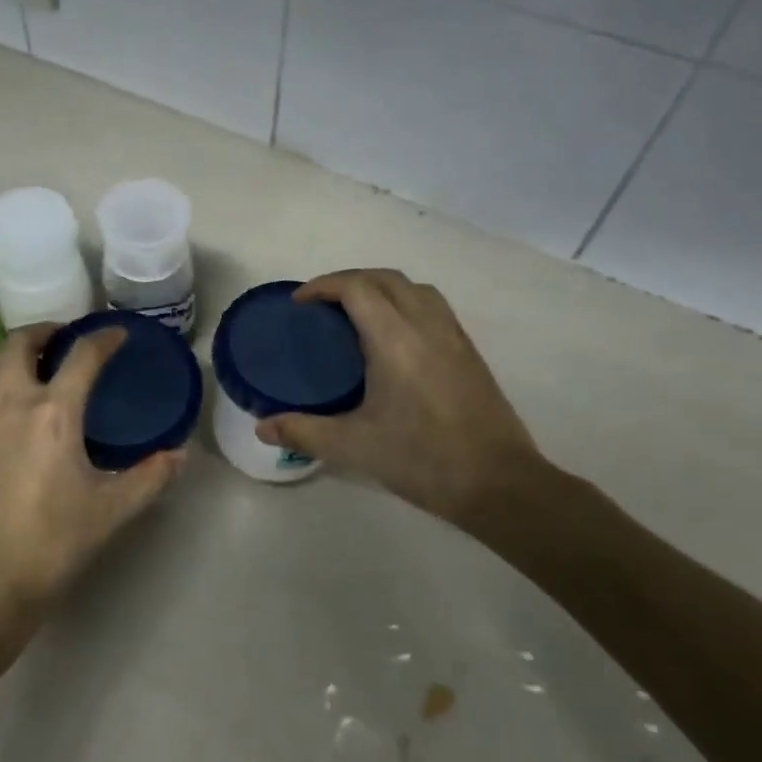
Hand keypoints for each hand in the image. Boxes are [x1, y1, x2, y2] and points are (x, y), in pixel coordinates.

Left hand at [0, 323, 184, 625]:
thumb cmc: (53, 544)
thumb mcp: (112, 510)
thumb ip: (151, 476)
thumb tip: (181, 454)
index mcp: (54, 412)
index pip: (83, 355)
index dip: (105, 338)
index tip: (118, 334)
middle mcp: (10, 401)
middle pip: (21, 342)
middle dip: (46, 332)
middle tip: (65, 341)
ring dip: (15, 355)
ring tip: (34, 368)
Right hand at [256, 270, 549, 526]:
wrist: (499, 484)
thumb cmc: (423, 459)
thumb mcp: (354, 447)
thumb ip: (304, 431)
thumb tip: (262, 428)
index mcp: (395, 340)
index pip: (357, 287)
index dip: (324, 285)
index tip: (299, 303)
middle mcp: (426, 326)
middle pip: (385, 278)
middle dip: (349, 280)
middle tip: (321, 305)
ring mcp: (454, 336)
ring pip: (414, 287)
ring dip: (381, 287)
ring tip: (356, 313)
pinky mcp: (469, 352)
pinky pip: (433, 306)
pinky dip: (406, 302)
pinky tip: (394, 337)